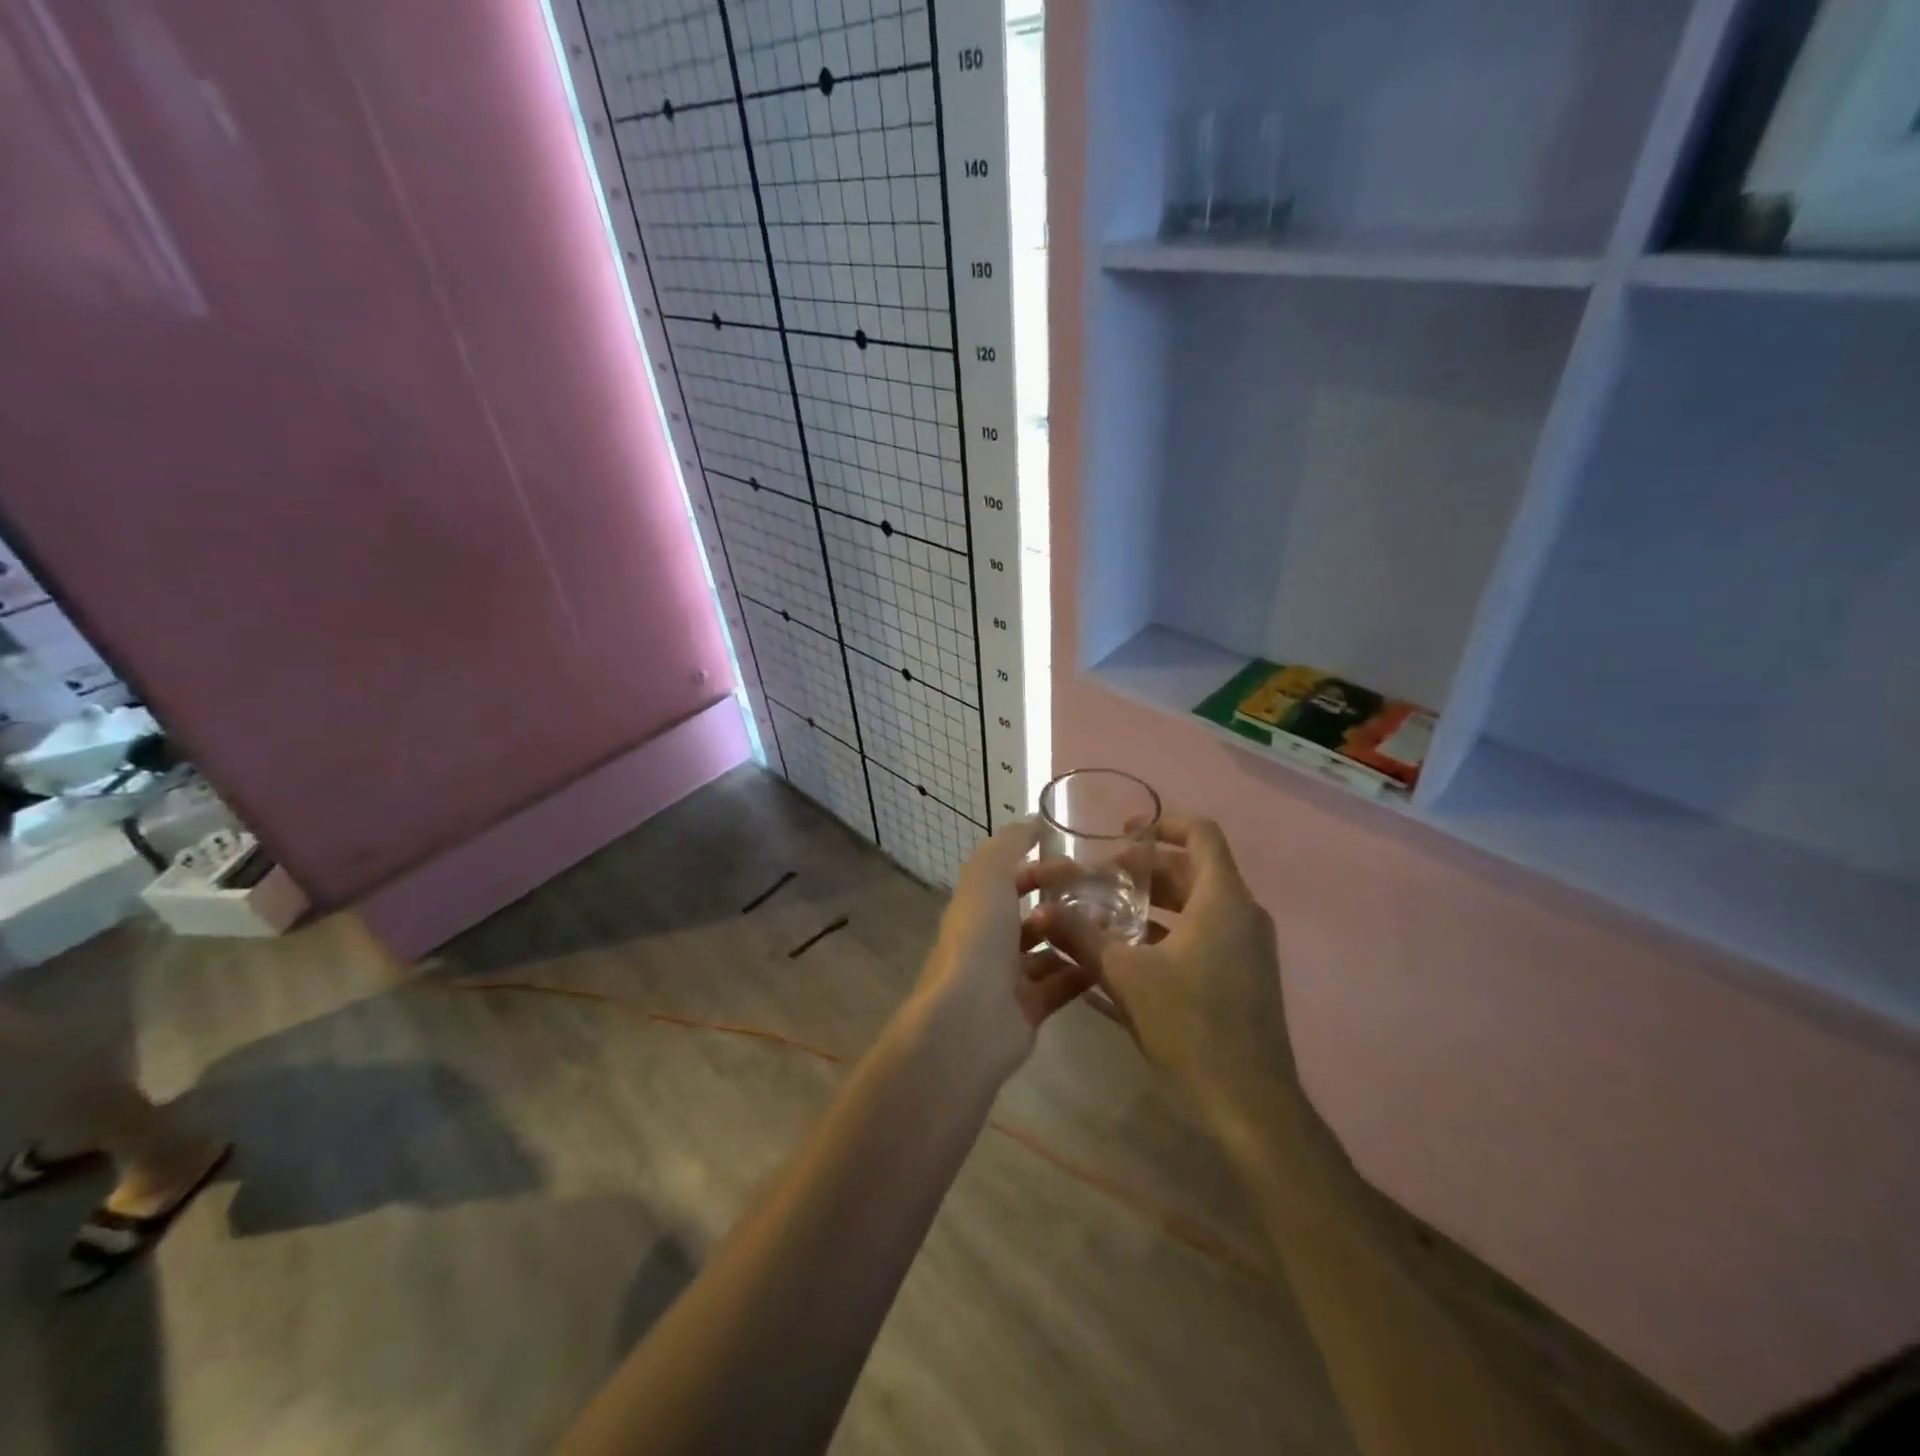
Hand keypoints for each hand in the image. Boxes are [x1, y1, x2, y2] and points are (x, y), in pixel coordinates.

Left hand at [911, 818, 1099, 1079]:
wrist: (970, 1018)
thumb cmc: (979, 938)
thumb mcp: (989, 874)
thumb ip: (1009, 843)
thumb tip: (1033, 821)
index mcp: (977, 907)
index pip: (1011, 879)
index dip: (1042, 869)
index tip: (1081, 865)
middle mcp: (989, 940)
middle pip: (1032, 915)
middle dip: (1065, 903)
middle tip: (1106, 897)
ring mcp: (1008, 978)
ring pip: (1049, 951)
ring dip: (1077, 937)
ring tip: (1114, 926)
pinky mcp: (1029, 1010)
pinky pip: (1062, 985)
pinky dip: (1084, 972)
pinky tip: (1112, 960)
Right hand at [1030, 817, 1297, 1124]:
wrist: (1250, 1104)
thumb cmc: (1190, 1025)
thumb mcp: (1126, 975)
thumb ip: (1081, 936)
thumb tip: (1039, 910)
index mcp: (1222, 900)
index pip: (1201, 834)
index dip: (1163, 823)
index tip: (1123, 832)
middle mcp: (1242, 914)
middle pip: (1193, 869)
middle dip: (1145, 869)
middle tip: (1101, 879)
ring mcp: (1247, 947)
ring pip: (1197, 904)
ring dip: (1154, 902)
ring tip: (1107, 913)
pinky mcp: (1244, 976)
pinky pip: (1205, 934)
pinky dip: (1169, 931)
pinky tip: (1130, 953)